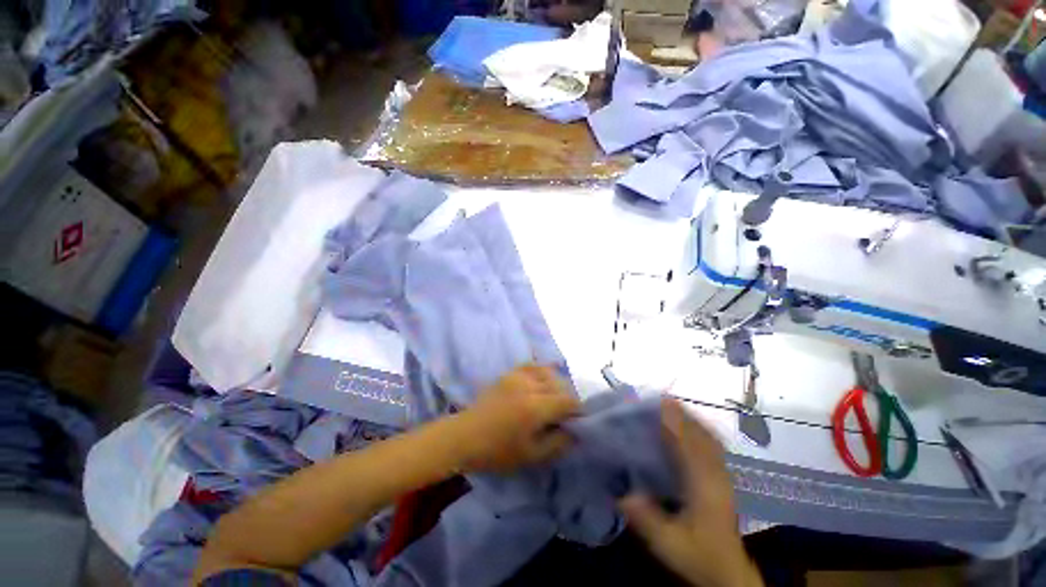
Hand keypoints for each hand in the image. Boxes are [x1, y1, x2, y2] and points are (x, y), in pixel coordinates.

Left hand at [457, 365, 579, 472]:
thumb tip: (575, 432)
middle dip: (567, 398)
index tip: (577, 421)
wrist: (465, 436)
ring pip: (548, 372)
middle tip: (564, 415)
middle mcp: (530, 386)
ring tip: (553, 399)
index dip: (577, 410)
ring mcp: (518, 376)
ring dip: (556, 384)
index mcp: (536, 407)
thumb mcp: (531, 456)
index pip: (568, 400)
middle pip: (560, 384)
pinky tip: (542, 380)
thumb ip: (557, 443)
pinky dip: (542, 371)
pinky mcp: (509, 373)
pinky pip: (532, 365)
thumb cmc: (498, 451)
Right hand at [620, 400, 762, 586]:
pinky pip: (712, 445)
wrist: (728, 574)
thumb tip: (621, 492)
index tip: (655, 401)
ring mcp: (722, 475)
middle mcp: (716, 473)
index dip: (673, 418)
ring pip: (708, 436)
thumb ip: (646, 518)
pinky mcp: (722, 479)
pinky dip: (698, 430)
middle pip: (700, 432)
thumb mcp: (669, 543)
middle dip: (680, 412)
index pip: (688, 441)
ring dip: (690, 419)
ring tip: (667, 408)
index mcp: (704, 483)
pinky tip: (686, 429)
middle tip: (655, 400)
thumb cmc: (699, 556)